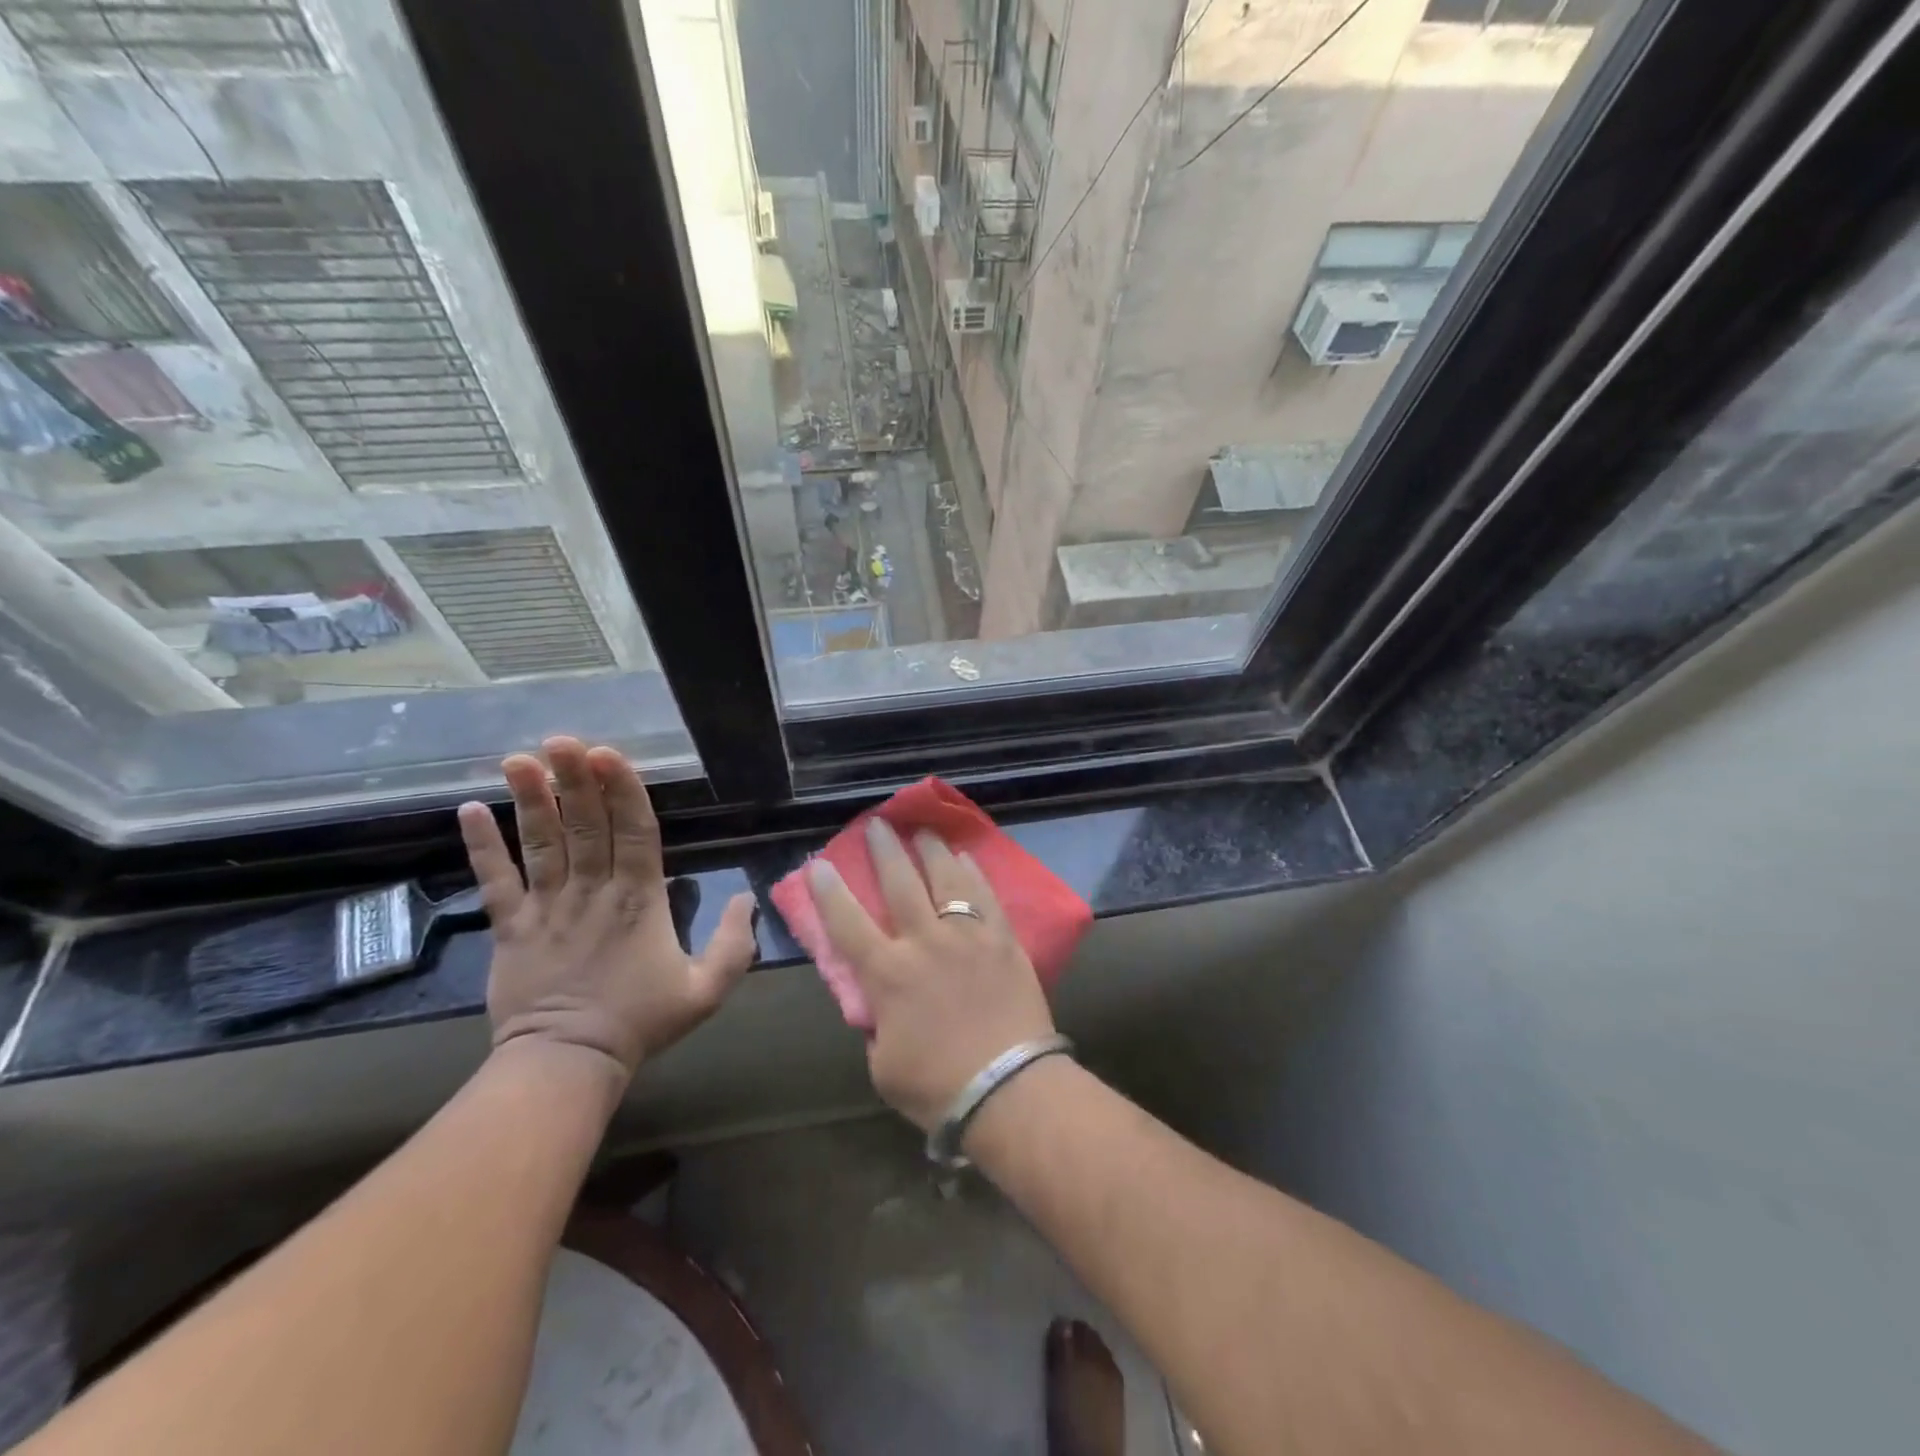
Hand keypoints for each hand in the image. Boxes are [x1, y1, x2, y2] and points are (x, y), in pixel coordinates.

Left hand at [457, 737, 756, 1082]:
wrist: (568, 1063)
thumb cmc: (641, 1022)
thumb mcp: (707, 990)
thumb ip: (733, 943)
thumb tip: (747, 897)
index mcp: (639, 899)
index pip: (633, 832)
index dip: (621, 790)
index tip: (608, 754)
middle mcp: (592, 891)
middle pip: (585, 825)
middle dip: (576, 779)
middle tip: (564, 739)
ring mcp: (547, 907)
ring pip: (541, 843)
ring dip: (532, 799)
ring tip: (520, 758)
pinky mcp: (510, 927)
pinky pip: (495, 881)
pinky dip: (481, 846)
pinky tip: (469, 809)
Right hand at [806, 818, 1054, 1129]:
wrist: (1009, 1089)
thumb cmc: (938, 1087)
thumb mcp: (883, 1065)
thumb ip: (877, 1026)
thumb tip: (879, 1005)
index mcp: (888, 974)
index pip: (848, 923)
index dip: (829, 892)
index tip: (820, 864)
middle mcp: (925, 942)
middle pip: (900, 883)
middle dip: (885, 850)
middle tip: (878, 824)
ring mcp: (967, 935)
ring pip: (945, 878)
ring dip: (931, 849)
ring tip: (924, 830)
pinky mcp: (1003, 939)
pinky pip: (985, 895)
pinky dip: (973, 872)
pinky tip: (967, 857)